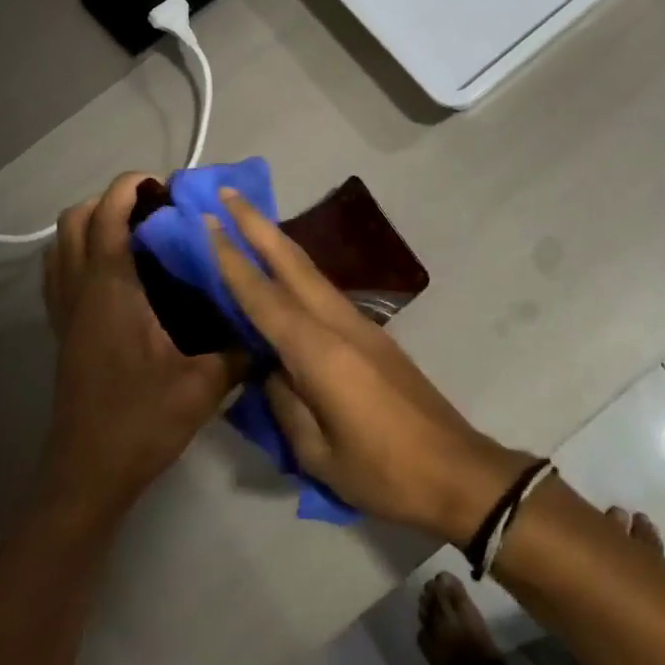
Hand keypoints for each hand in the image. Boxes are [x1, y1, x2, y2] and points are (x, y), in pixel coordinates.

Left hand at [38, 173, 237, 524]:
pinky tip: (120, 275)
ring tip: (138, 235)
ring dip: (92, 226)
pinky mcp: (63, 332)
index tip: (162, 184)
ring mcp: (66, 313)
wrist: (87, 475)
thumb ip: (240, 351)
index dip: (128, 189)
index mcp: (111, 293)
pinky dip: (82, 254)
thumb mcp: (203, 386)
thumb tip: (270, 328)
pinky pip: (60, 273)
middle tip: (155, 212)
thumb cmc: (141, 422)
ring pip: (61, 246)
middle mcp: (81, 293)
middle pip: (74, 222)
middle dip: (110, 202)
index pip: (107, 219)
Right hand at [208, 191, 532, 542]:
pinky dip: (298, 274)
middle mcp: (340, 325)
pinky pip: (326, 295)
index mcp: (320, 353)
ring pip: (312, 274)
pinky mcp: (375, 337)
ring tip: (248, 223)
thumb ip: (285, 403)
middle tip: (226, 192)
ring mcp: (363, 326)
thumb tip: (269, 368)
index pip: (264, 297)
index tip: (208, 221)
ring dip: (279, 244)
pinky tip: (284, 277)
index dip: (232, 259)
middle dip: (257, 225)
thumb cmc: (383, 472)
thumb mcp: (318, 452)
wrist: (456, 471)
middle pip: (293, 264)